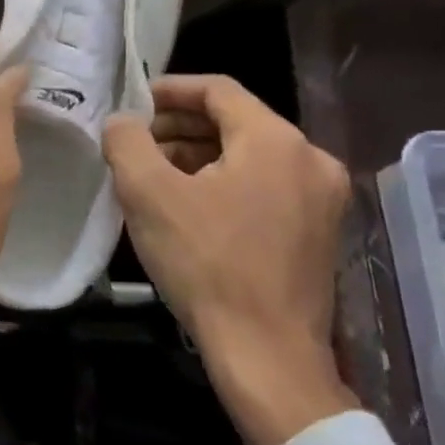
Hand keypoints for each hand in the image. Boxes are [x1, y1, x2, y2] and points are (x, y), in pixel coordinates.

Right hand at [103, 74, 359, 444]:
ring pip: (249, 155)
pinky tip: (186, 206)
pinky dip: (223, 182)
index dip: (169, 90)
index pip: (217, 90)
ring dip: (198, 155)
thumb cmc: (206, 263)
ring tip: (153, 175)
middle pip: (235, 121)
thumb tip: (122, 122)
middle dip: (179, 127)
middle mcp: (311, 160)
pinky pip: (263, 185)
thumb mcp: (148, 194)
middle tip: (135, 143)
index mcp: (277, 141)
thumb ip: (127, 141)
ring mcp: (321, 199)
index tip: (132, 104)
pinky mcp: (318, 231)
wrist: (266, 354)